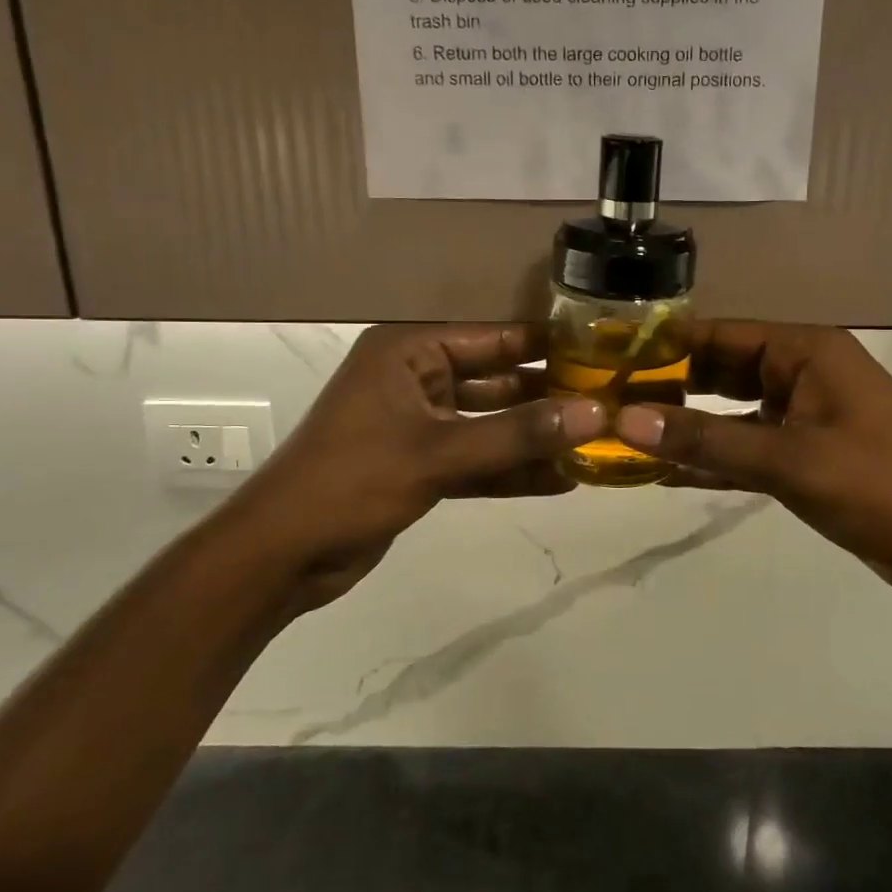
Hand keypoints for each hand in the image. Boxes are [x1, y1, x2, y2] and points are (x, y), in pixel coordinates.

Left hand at [237, 324, 606, 605]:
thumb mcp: (440, 452)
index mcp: (409, 352)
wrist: (283, 553)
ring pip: (489, 424)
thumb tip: (594, 414)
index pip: (492, 338)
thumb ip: (518, 435)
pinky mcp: (420, 466)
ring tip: (594, 444)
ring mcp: (418, 425)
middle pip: (495, 381)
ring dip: (533, 437)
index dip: (545, 346)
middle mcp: (415, 380)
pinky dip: (510, 470)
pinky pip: (476, 460)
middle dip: (546, 396)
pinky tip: (561, 480)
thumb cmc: (353, 480)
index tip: (601, 354)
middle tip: (608, 403)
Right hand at [614, 323, 891, 612]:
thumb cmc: (886, 488)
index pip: (718, 336)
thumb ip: (707, 442)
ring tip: (619, 437)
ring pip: (726, 411)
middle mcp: (800, 373)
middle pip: (717, 371)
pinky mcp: (803, 456)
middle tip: (601, 405)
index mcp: (804, 351)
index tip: (603, 362)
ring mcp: (802, 416)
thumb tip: (626, 421)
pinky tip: (662, 471)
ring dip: (683, 426)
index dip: (661, 347)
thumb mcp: (791, 462)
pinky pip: (743, 447)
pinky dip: (709, 457)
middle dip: (664, 388)